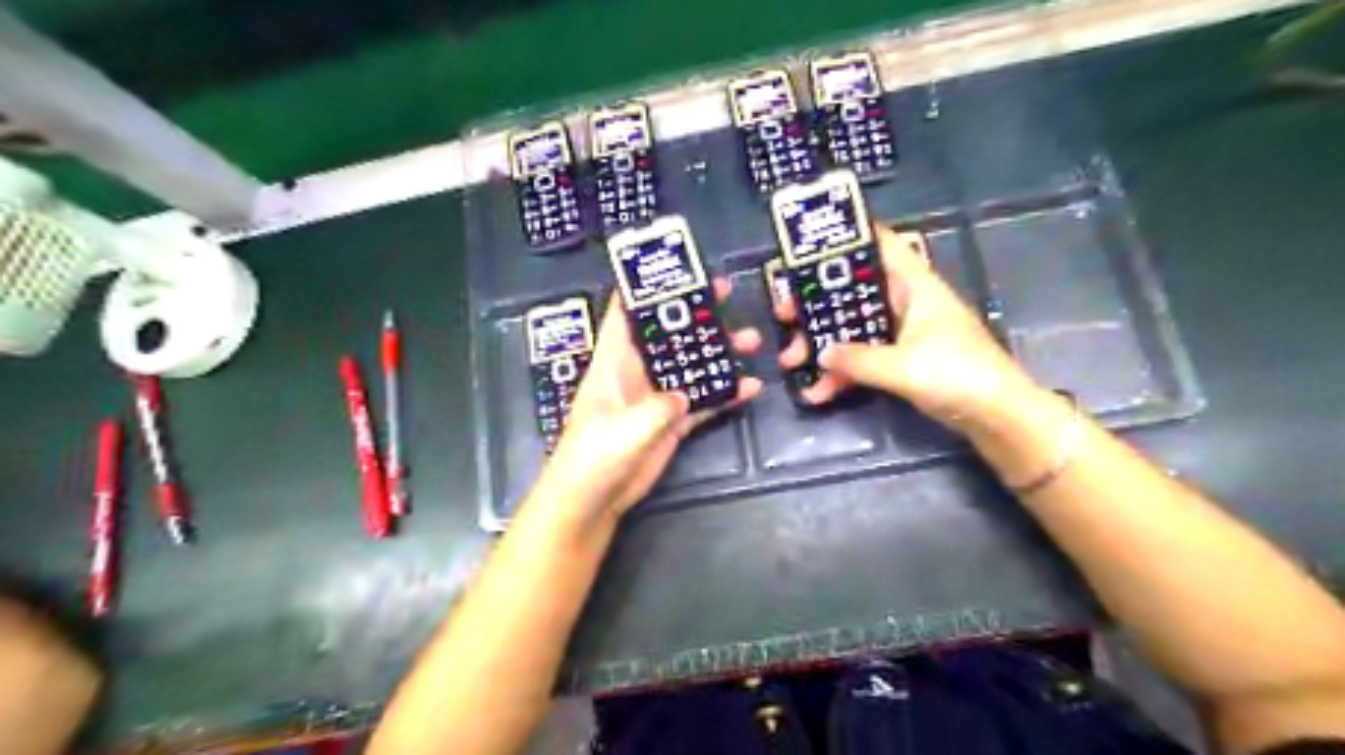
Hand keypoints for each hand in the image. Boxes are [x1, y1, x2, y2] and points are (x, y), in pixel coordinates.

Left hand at [540, 280, 766, 522]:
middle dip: (695, 314)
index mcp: (614, 362)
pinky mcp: (670, 423)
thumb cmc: (595, 457)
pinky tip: (750, 387)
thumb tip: (685, 396)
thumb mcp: (626, 429)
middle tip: (727, 293)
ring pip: (691, 365)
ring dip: (718, 353)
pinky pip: (702, 401)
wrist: (591, 501)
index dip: (645, 288)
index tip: (675, 268)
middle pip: (668, 334)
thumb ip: (659, 408)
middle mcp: (636, 372)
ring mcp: (656, 398)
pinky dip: (724, 394)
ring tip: (751, 340)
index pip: (625, 313)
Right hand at [778, 224, 1038, 431]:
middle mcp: (906, 302)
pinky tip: (818, 392)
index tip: (810, 245)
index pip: (881, 245)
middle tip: (784, 313)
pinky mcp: (902, 360)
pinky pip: (863, 358)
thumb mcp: (903, 366)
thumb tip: (820, 353)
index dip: (849, 237)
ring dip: (823, 343)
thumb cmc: (958, 374)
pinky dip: (842, 372)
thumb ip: (858, 360)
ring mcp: (903, 333)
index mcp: (914, 286)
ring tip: (791, 360)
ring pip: (854, 327)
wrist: (998, 416)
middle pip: (854, 290)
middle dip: (817, 303)